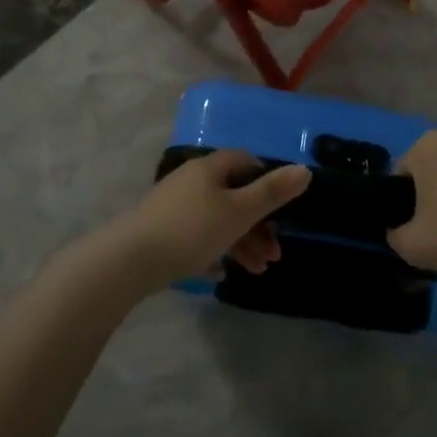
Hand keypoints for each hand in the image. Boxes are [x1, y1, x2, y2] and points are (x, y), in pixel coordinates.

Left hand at [107, 150, 311, 288]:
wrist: (130, 260)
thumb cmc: (192, 230)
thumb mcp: (239, 212)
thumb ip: (273, 192)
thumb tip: (305, 169)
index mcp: (210, 168)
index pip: (245, 161)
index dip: (266, 181)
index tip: (281, 208)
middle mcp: (191, 180)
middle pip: (234, 196)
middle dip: (258, 225)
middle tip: (275, 255)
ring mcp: (174, 205)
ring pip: (217, 220)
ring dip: (241, 243)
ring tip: (257, 272)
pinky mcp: (161, 230)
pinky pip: (196, 237)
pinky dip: (214, 252)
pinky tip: (221, 275)